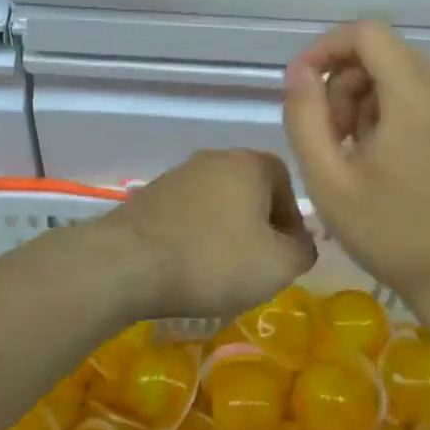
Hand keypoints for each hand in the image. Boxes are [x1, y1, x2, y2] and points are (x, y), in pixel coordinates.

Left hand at [101, 150, 316, 318]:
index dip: (292, 219)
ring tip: (221, 271)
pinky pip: (187, 215)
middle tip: (257, 264)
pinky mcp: (149, 196)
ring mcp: (177, 175)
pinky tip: (189, 267)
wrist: (127, 263)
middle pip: (250, 190)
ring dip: (226, 232)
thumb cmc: (214, 259)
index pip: (286, 181)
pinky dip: (195, 236)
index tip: (286, 253)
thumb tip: (300, 244)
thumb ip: (302, 251)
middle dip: (259, 226)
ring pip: (217, 203)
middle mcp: (213, 158)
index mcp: (249, 163)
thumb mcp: (277, 265)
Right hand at [283, 21, 429, 310]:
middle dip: (343, 83)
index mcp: (416, 93)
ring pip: (399, 72)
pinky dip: (391, 110)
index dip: (325, 49)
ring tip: (353, 153)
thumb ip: (305, 117)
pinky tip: (383, 157)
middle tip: (329, 138)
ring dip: (364, 99)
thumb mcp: (329, 181)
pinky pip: (421, 93)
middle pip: (381, 53)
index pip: (366, 33)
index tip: (301, 86)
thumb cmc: (393, 233)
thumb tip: (299, 71)